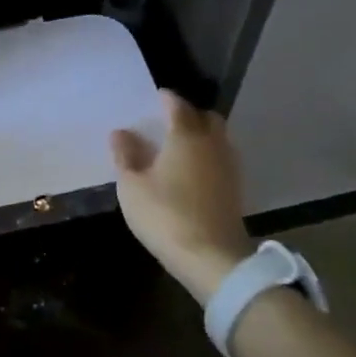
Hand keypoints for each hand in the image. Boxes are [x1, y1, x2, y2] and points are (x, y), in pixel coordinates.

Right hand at [111, 90, 253, 303]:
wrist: (213, 258)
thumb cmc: (166, 216)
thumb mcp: (132, 186)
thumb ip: (125, 155)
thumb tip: (120, 132)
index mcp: (185, 135)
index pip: (177, 105)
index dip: (164, 99)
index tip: (153, 98)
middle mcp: (212, 143)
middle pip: (204, 117)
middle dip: (187, 114)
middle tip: (166, 122)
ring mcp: (228, 166)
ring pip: (217, 137)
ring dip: (200, 135)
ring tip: (177, 146)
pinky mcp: (235, 188)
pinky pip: (221, 157)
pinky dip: (207, 155)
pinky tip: (191, 170)